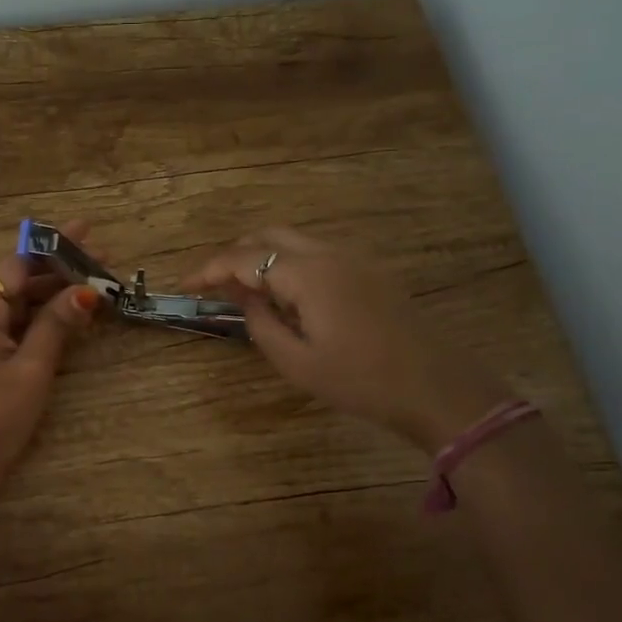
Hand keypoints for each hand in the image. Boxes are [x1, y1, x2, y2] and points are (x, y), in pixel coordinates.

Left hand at [0, 222, 101, 495]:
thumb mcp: (31, 370)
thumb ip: (57, 326)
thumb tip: (86, 291)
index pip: (18, 263)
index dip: (55, 248)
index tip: (88, 234)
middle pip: (18, 279)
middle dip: (59, 269)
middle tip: (103, 260)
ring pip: (17, 302)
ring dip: (53, 294)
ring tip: (94, 285)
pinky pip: (13, 324)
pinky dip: (40, 318)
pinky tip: (69, 315)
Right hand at [185, 227, 512, 452]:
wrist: (437, 387)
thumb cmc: (362, 381)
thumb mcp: (297, 363)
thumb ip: (260, 323)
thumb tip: (242, 297)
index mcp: (308, 274)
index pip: (244, 259)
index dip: (209, 270)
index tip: (185, 286)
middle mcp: (329, 253)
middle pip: (268, 234)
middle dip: (234, 254)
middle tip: (214, 285)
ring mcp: (353, 258)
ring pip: (294, 240)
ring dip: (262, 256)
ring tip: (245, 292)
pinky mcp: (369, 270)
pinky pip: (316, 253)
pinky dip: (288, 263)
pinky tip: (286, 296)